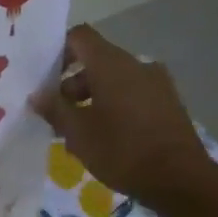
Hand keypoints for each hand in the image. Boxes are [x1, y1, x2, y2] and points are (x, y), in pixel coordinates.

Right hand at [31, 25, 216, 207]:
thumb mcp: (78, 133)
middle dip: (72, 83)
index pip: (80, 37)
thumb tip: (37, 94)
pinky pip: (132, 95)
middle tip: (56, 113)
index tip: (43, 76)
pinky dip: (113, 106)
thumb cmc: (121, 150)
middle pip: (96, 61)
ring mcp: (157, 84)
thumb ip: (55, 109)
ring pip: (114, 80)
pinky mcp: (168, 103)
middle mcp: (136, 65)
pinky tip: (105, 136)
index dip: (58, 50)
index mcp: (111, 65)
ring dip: (92, 97)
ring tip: (78, 131)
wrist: (180, 179)